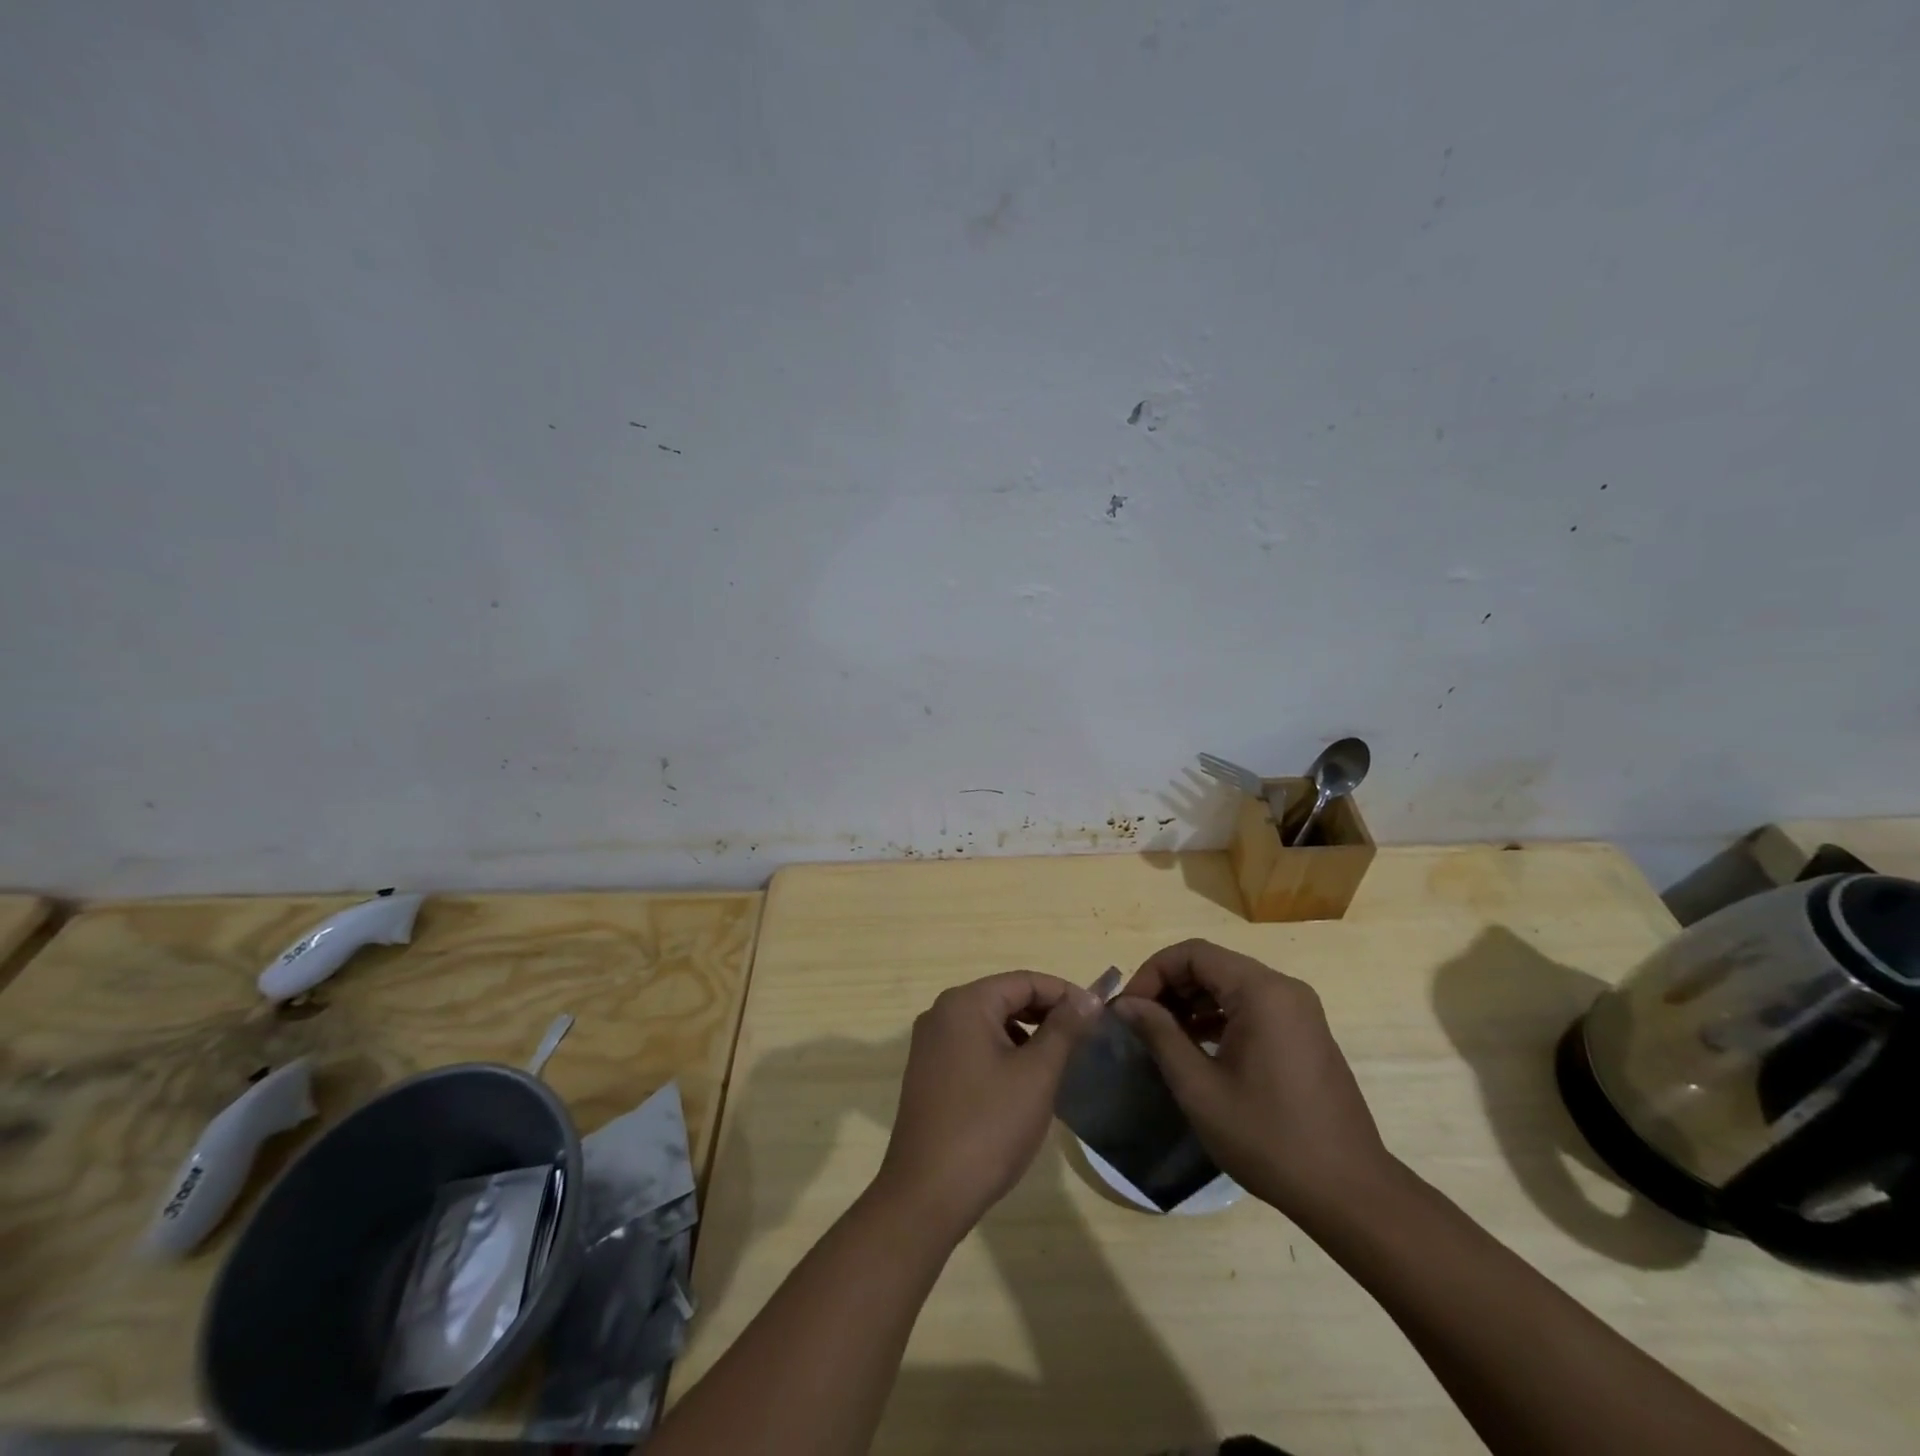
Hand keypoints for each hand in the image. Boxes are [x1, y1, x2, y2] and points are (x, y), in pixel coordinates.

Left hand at [873, 971, 1101, 1240]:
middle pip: (1005, 998)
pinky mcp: (928, 1073)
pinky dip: (1003, 1054)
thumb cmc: (988, 1127)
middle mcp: (941, 1014)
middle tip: (1084, 1040)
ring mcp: (930, 1045)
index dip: (1065, 993)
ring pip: (990, 1024)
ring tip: (1058, 1063)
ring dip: (1026, 1035)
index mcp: (964, 1003)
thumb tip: (1088, 996)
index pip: (1024, 981)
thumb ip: (1064, 1029)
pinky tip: (1023, 1084)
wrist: (927, 1194)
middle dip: (1046, 1014)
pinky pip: (973, 1047)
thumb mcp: (1036, 1074)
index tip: (1098, 1016)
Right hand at [1112, 939, 1398, 1223]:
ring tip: (1160, 1036)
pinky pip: (1251, 1007)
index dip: (1152, 973)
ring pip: (1230, 985)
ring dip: (1191, 1002)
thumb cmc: (1268, 1138)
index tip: (1127, 1008)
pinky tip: (1195, 1048)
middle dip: (1169, 987)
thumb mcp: (1200, 1088)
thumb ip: (1159, 1035)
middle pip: (1212, 965)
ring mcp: (1299, 1011)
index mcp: (1262, 991)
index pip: (1193, 954)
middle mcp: (1284, 989)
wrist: (1350, 1193)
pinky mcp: (1303, 1034)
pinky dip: (1217, 1017)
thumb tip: (1125, 1004)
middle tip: (1138, 1022)